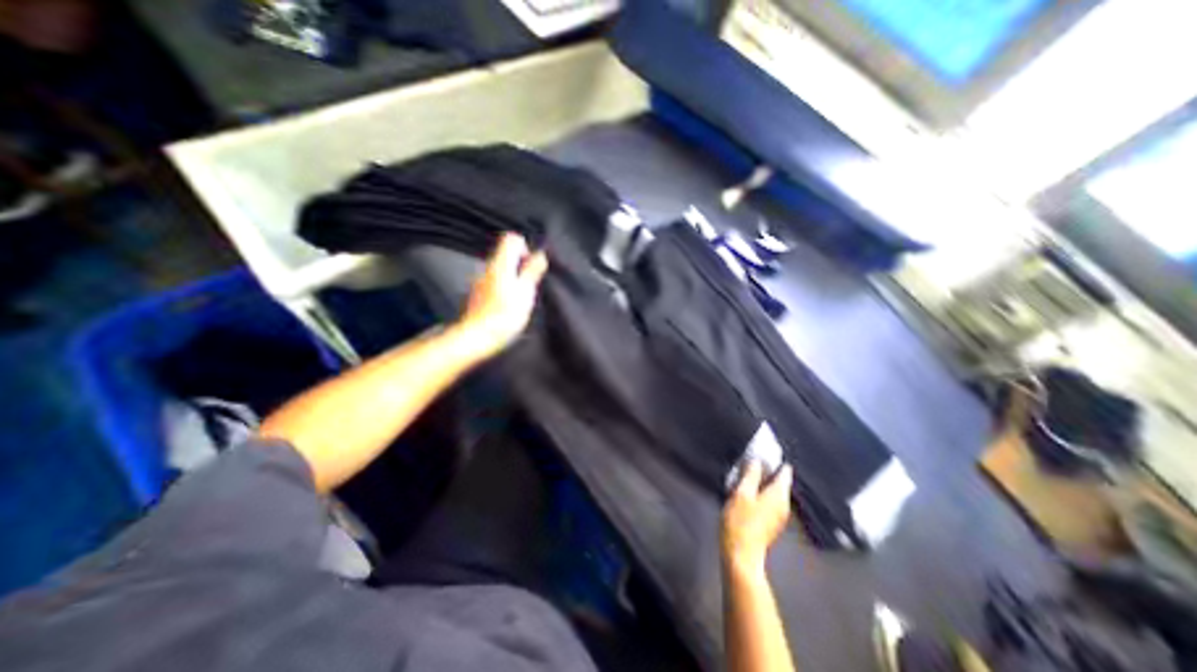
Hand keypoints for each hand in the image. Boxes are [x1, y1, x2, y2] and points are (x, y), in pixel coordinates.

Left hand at [458, 234, 549, 359]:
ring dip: (514, 277)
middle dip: (521, 265)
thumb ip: (532, 271)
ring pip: (502, 269)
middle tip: (529, 285)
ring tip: (520, 298)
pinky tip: (508, 305)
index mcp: (501, 264)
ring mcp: (481, 280)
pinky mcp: (478, 293)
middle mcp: (488, 267)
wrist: (478, 336)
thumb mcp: (525, 292)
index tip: (531, 267)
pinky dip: (504, 287)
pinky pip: (495, 281)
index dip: (525, 248)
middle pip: (506, 254)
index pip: (511, 238)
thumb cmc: (505, 315)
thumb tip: (540, 254)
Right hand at [723, 461, 792, 572]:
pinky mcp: (771, 522)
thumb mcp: (741, 493)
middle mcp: (784, 504)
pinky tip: (747, 491)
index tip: (763, 450)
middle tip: (750, 459)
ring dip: (762, 481)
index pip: (784, 471)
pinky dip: (761, 492)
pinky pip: (769, 500)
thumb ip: (750, 475)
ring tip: (745, 472)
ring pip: (773, 490)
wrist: (740, 555)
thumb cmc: (740, 522)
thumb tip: (756, 460)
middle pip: (779, 481)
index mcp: (779, 495)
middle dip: (767, 469)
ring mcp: (779, 515)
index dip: (775, 459)